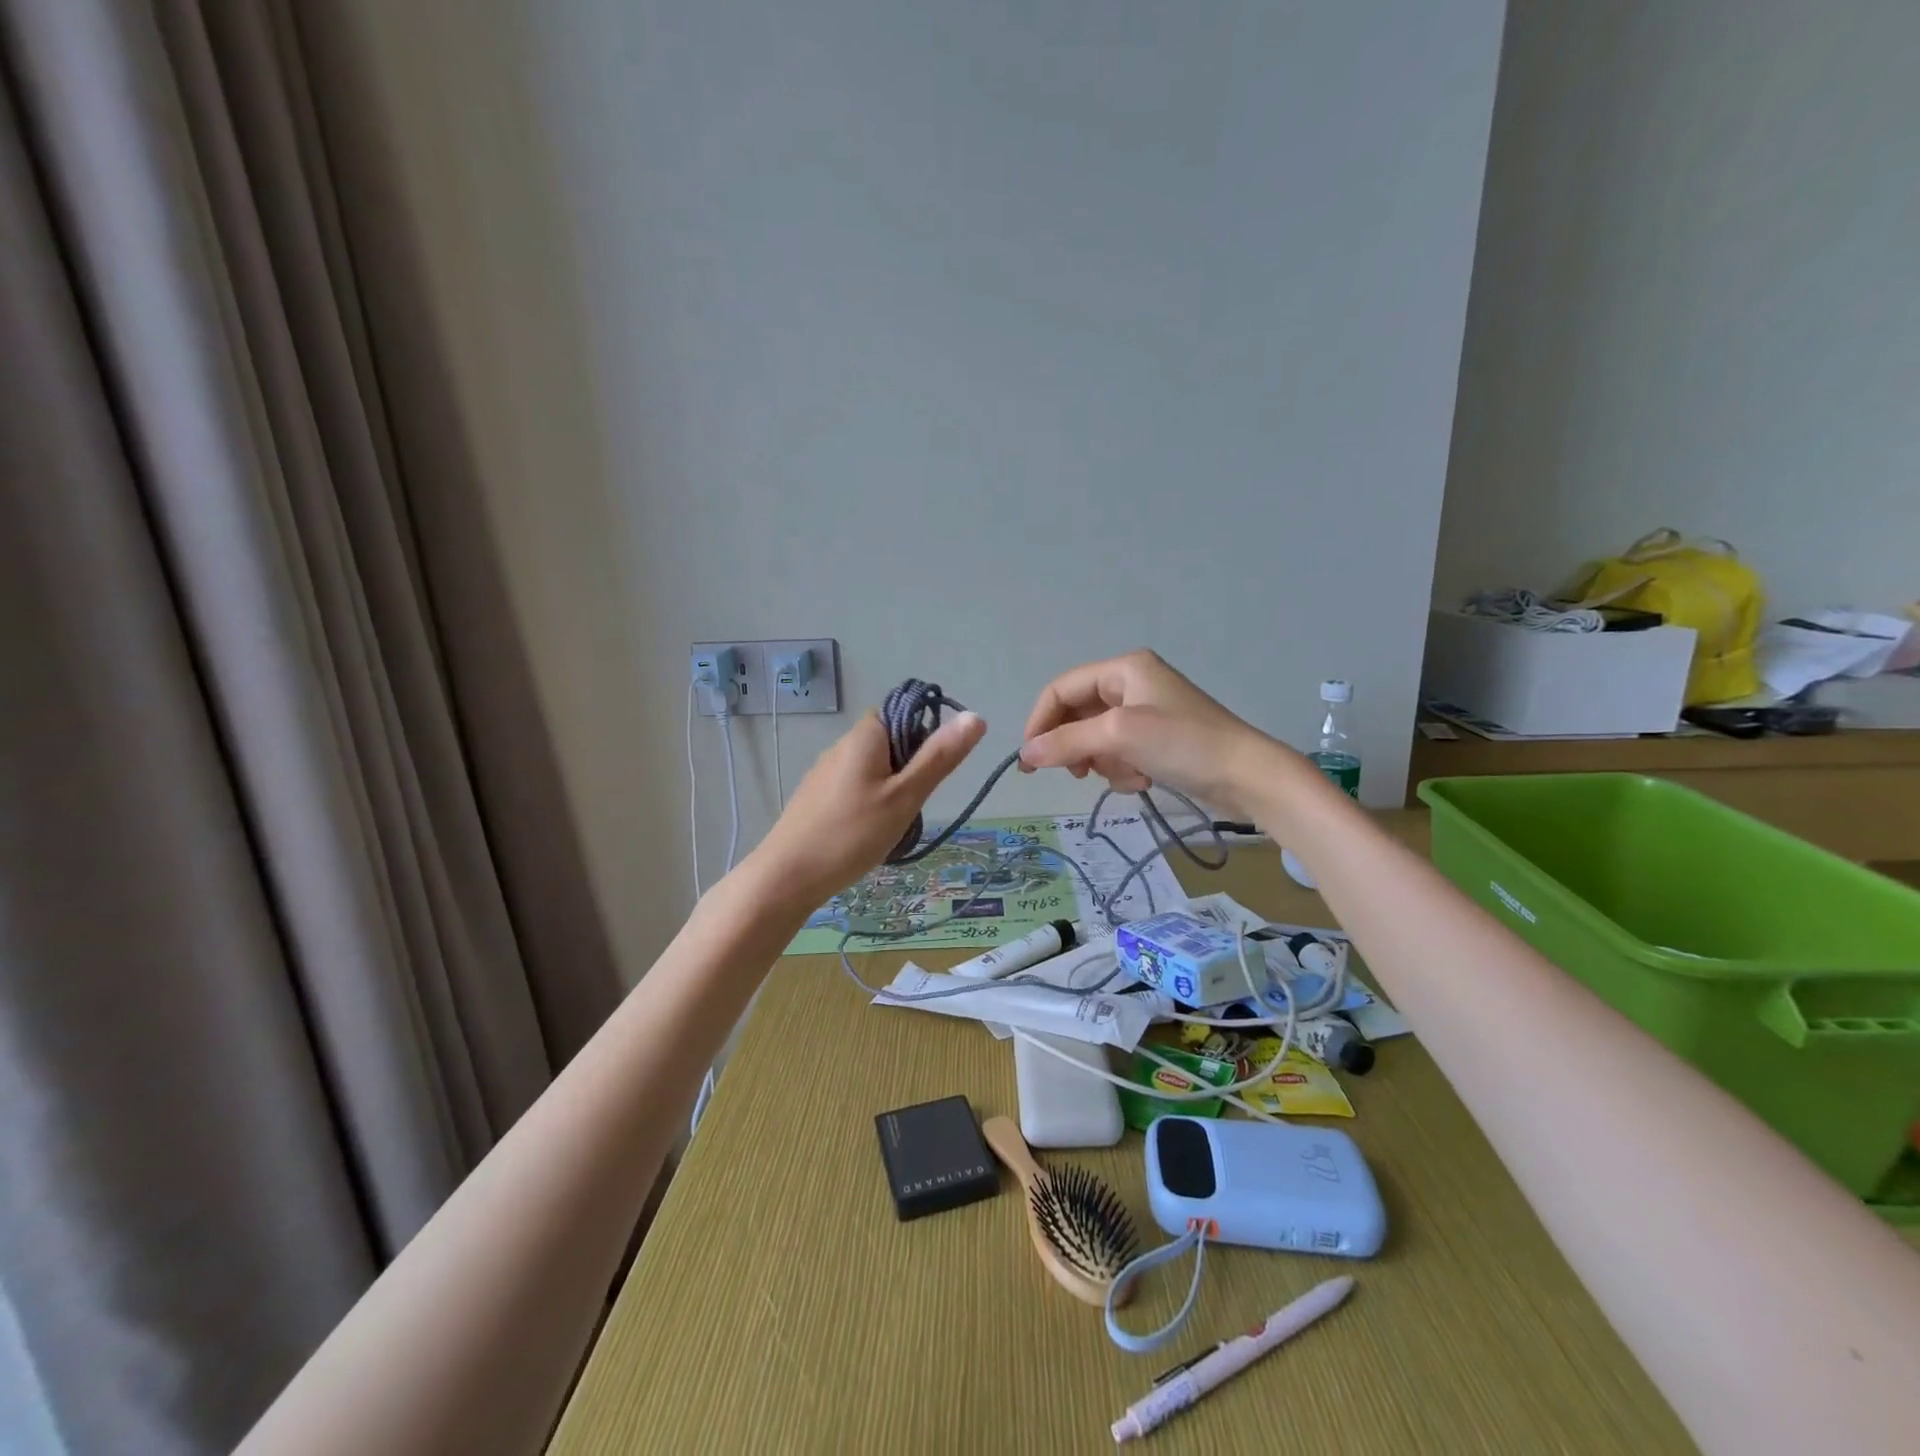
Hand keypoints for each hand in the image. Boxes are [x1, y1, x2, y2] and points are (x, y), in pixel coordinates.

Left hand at [752, 707, 986, 904]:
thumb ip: (940, 757)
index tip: (932, 773)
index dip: (925, 736)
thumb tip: (976, 716)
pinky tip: (867, 835)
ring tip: (892, 826)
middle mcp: (842, 745)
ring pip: (874, 770)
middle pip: (890, 742)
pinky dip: (870, 806)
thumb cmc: (852, 833)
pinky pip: (855, 789)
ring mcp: (825, 772)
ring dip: (892, 791)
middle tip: (914, 805)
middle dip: (910, 770)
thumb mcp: (905, 796)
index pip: (904, 712)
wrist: (787, 876)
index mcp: (865, 736)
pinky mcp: (816, 798)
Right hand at [1019, 650, 1274, 815]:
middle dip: (1078, 747)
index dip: (1040, 721)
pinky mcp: (1159, 739)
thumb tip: (1025, 755)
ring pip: (1097, 739)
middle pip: (1078, 715)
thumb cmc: (1183, 743)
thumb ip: (1067, 742)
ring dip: (1104, 762)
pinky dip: (1124, 770)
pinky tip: (1144, 781)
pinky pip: (1120, 753)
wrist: (1247, 775)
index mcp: (1123, 669)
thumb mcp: (1119, 736)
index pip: (1061, 689)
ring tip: (1127, 776)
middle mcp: (1132, 684)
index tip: (1030, 759)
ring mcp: (1147, 712)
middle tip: (1079, 774)